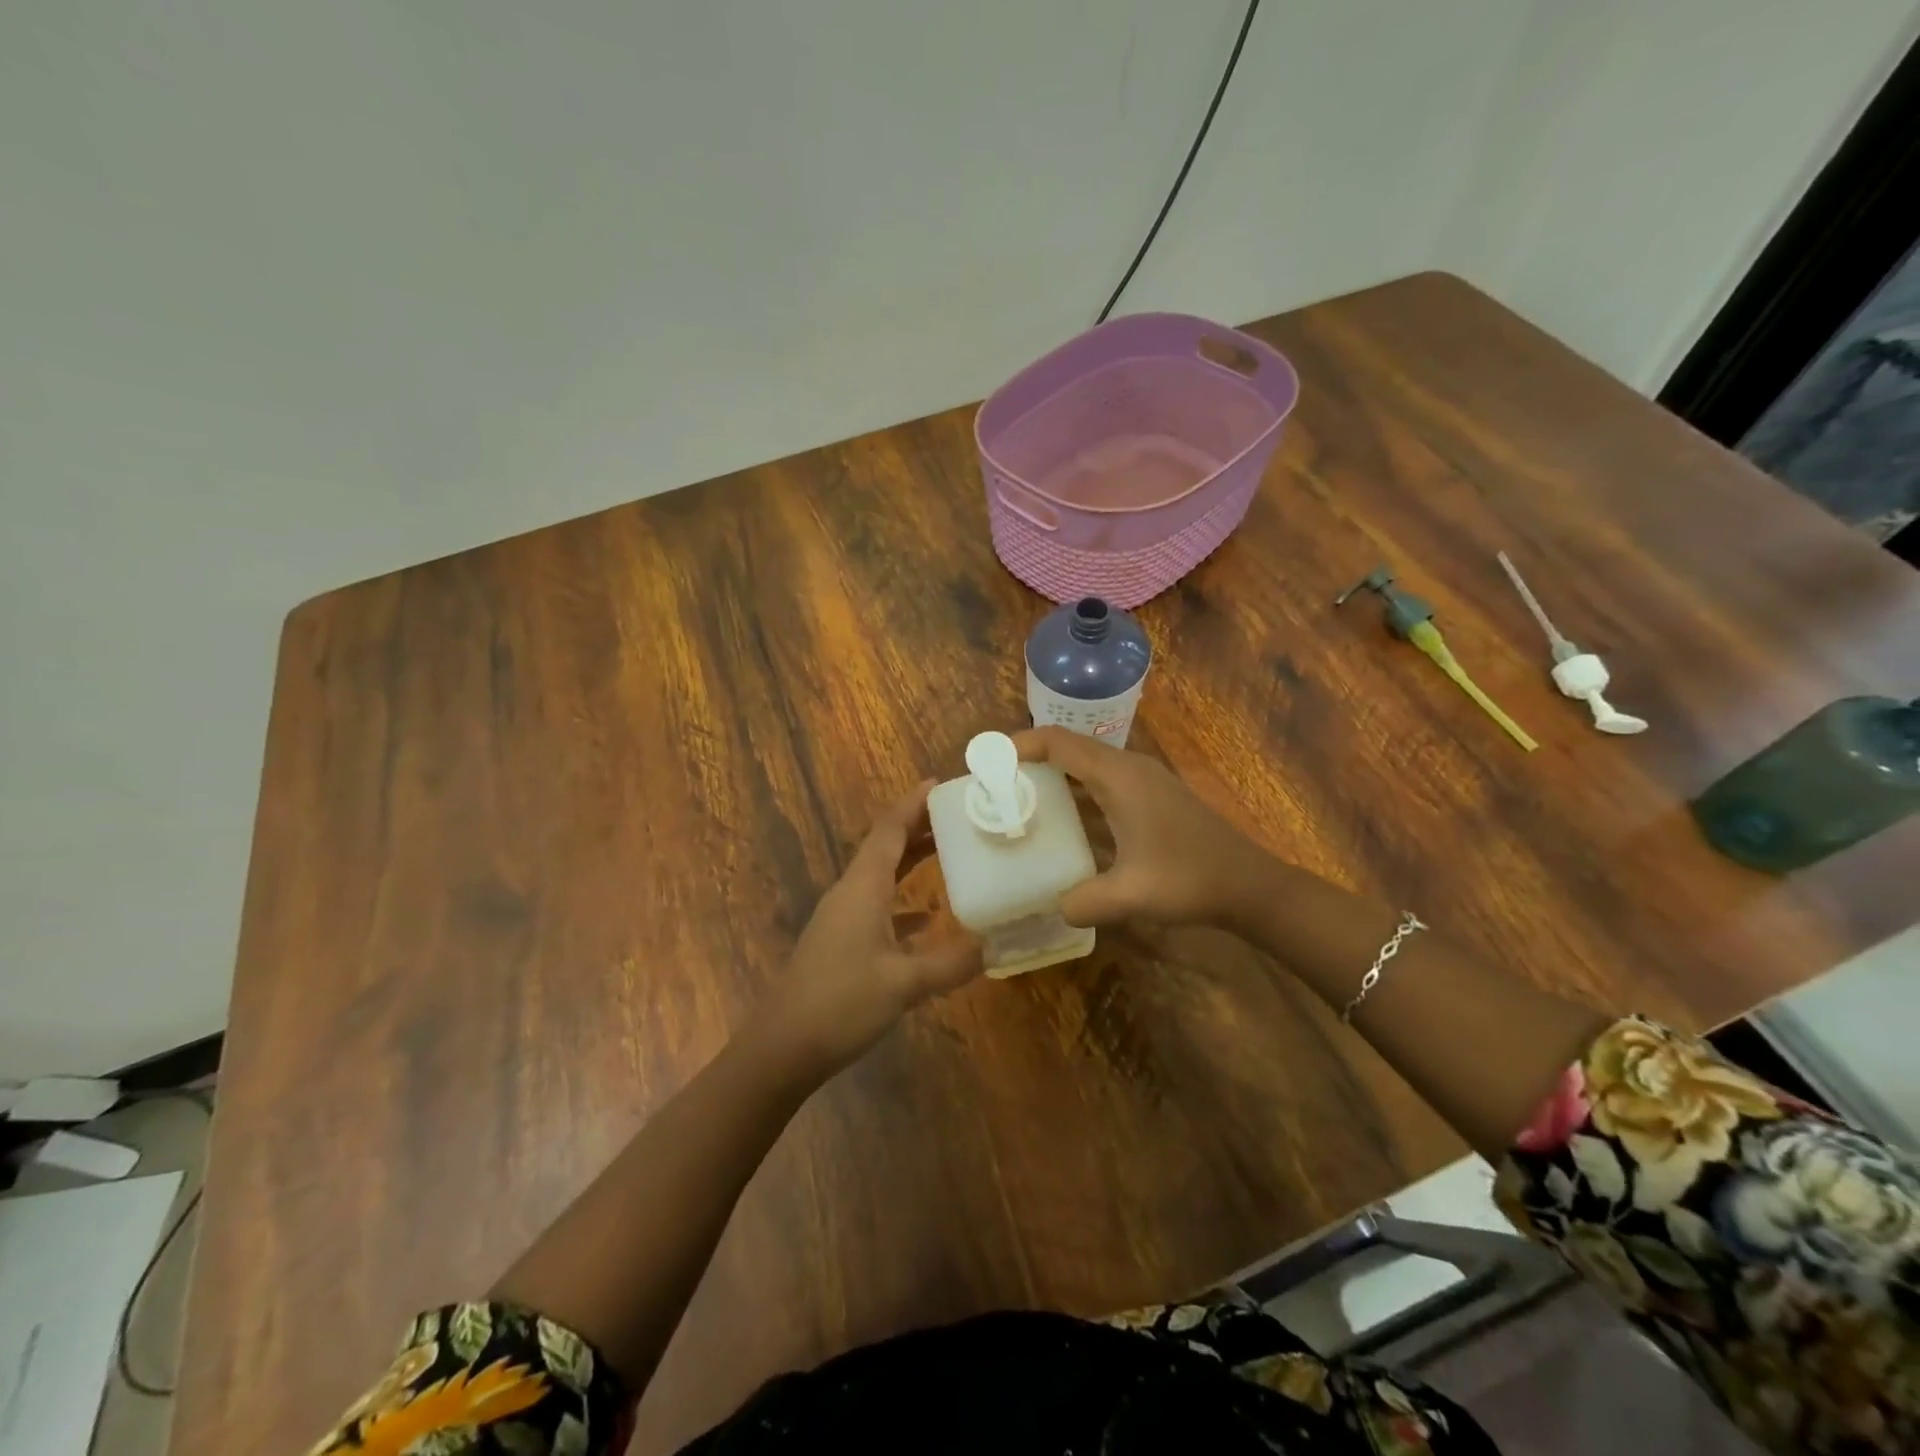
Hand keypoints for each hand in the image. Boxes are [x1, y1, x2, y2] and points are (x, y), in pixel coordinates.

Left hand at [754, 780, 981, 1077]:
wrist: (783, 1047)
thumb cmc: (841, 1003)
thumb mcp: (904, 984)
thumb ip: (950, 963)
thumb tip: (992, 945)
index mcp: (863, 887)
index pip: (889, 830)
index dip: (913, 804)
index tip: (940, 784)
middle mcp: (851, 893)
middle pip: (886, 847)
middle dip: (918, 827)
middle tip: (957, 815)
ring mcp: (843, 918)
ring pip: (881, 875)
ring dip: (912, 860)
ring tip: (949, 852)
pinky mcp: (841, 942)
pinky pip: (878, 905)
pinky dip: (904, 900)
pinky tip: (927, 918)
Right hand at [1012, 726, 1275, 930]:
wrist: (1249, 885)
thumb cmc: (1190, 880)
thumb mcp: (1131, 895)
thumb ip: (1082, 902)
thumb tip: (1053, 907)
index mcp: (1119, 777)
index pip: (1058, 742)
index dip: (1019, 745)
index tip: (987, 763)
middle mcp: (1128, 768)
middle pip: (1068, 748)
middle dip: (1029, 761)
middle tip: (995, 787)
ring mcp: (1142, 781)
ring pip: (1085, 765)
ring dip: (1052, 777)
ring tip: (1018, 802)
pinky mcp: (1150, 798)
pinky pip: (1100, 783)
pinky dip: (1074, 793)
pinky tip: (1061, 823)